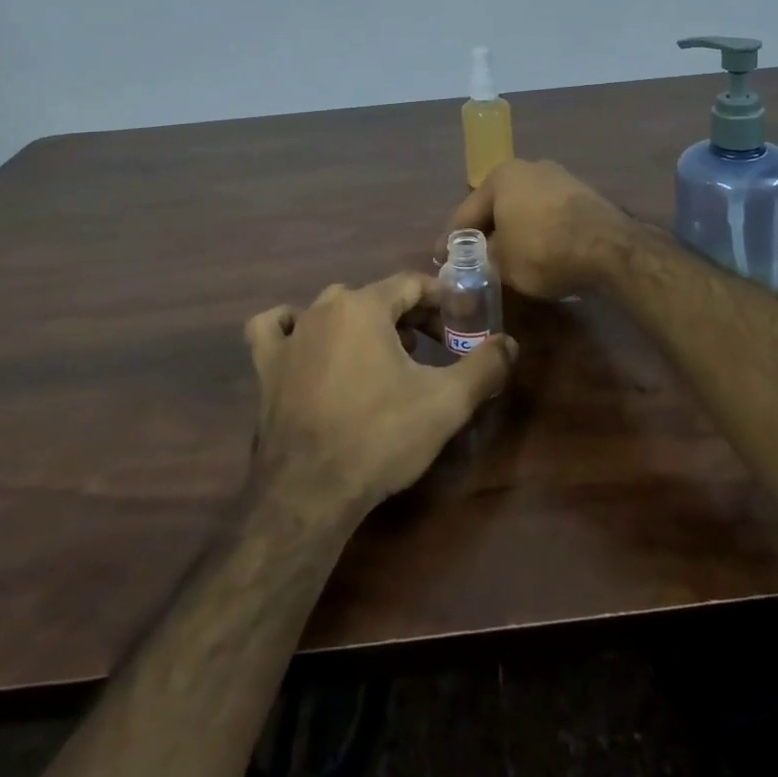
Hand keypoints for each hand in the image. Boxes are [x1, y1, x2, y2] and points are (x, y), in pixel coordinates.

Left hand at [242, 274, 514, 520]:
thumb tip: (511, 344)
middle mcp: (324, 308)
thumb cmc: (381, 437)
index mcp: (365, 305)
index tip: (460, 324)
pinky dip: (292, 328)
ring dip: (362, 322)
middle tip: (434, 347)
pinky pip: (276, 329)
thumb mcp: (446, 403)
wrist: (309, 493)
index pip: (412, 283)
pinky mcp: (266, 367)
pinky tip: (306, 343)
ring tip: (384, 354)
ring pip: (332, 310)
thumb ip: (484, 366)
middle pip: (376, 296)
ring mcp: (291, 337)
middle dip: (410, 316)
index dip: (441, 300)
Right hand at [442, 159, 630, 301]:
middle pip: (496, 207)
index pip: (465, 213)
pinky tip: (537, 252)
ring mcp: (559, 178)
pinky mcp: (582, 195)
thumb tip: (472, 264)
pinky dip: (537, 232)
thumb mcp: (501, 263)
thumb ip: (479, 261)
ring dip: (512, 232)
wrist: (609, 247)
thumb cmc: (543, 249)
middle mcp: (528, 168)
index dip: (450, 241)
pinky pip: (547, 215)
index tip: (440, 260)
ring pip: (523, 209)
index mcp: (501, 177)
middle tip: (471, 260)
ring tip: (504, 258)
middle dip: (484, 233)